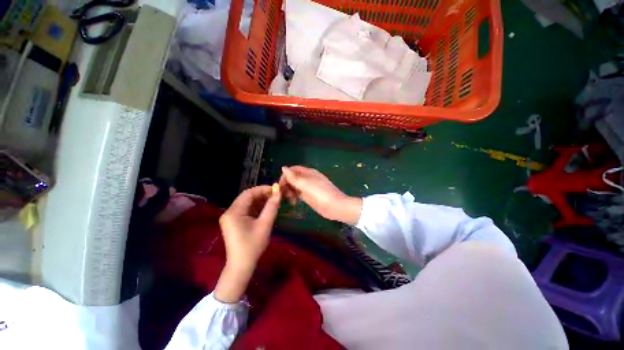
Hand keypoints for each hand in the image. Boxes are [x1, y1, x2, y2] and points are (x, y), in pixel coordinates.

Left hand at [216, 186, 280, 302]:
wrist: (241, 266)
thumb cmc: (253, 245)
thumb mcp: (265, 225)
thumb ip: (272, 207)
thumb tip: (279, 193)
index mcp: (234, 212)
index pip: (248, 193)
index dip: (263, 189)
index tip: (275, 190)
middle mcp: (230, 212)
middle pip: (247, 197)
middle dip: (262, 195)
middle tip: (276, 196)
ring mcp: (231, 217)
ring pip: (247, 203)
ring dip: (260, 202)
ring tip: (273, 202)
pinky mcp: (234, 222)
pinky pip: (246, 210)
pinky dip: (257, 208)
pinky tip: (266, 210)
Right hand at [279, 166, 361, 224]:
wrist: (335, 207)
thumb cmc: (321, 193)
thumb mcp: (306, 184)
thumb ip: (294, 177)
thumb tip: (283, 167)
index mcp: (308, 172)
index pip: (293, 170)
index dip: (285, 175)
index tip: (280, 185)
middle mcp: (308, 178)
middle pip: (293, 178)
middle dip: (286, 184)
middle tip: (283, 194)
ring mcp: (308, 188)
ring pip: (295, 186)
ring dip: (289, 191)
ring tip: (289, 199)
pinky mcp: (309, 196)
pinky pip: (298, 193)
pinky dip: (293, 196)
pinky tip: (293, 202)